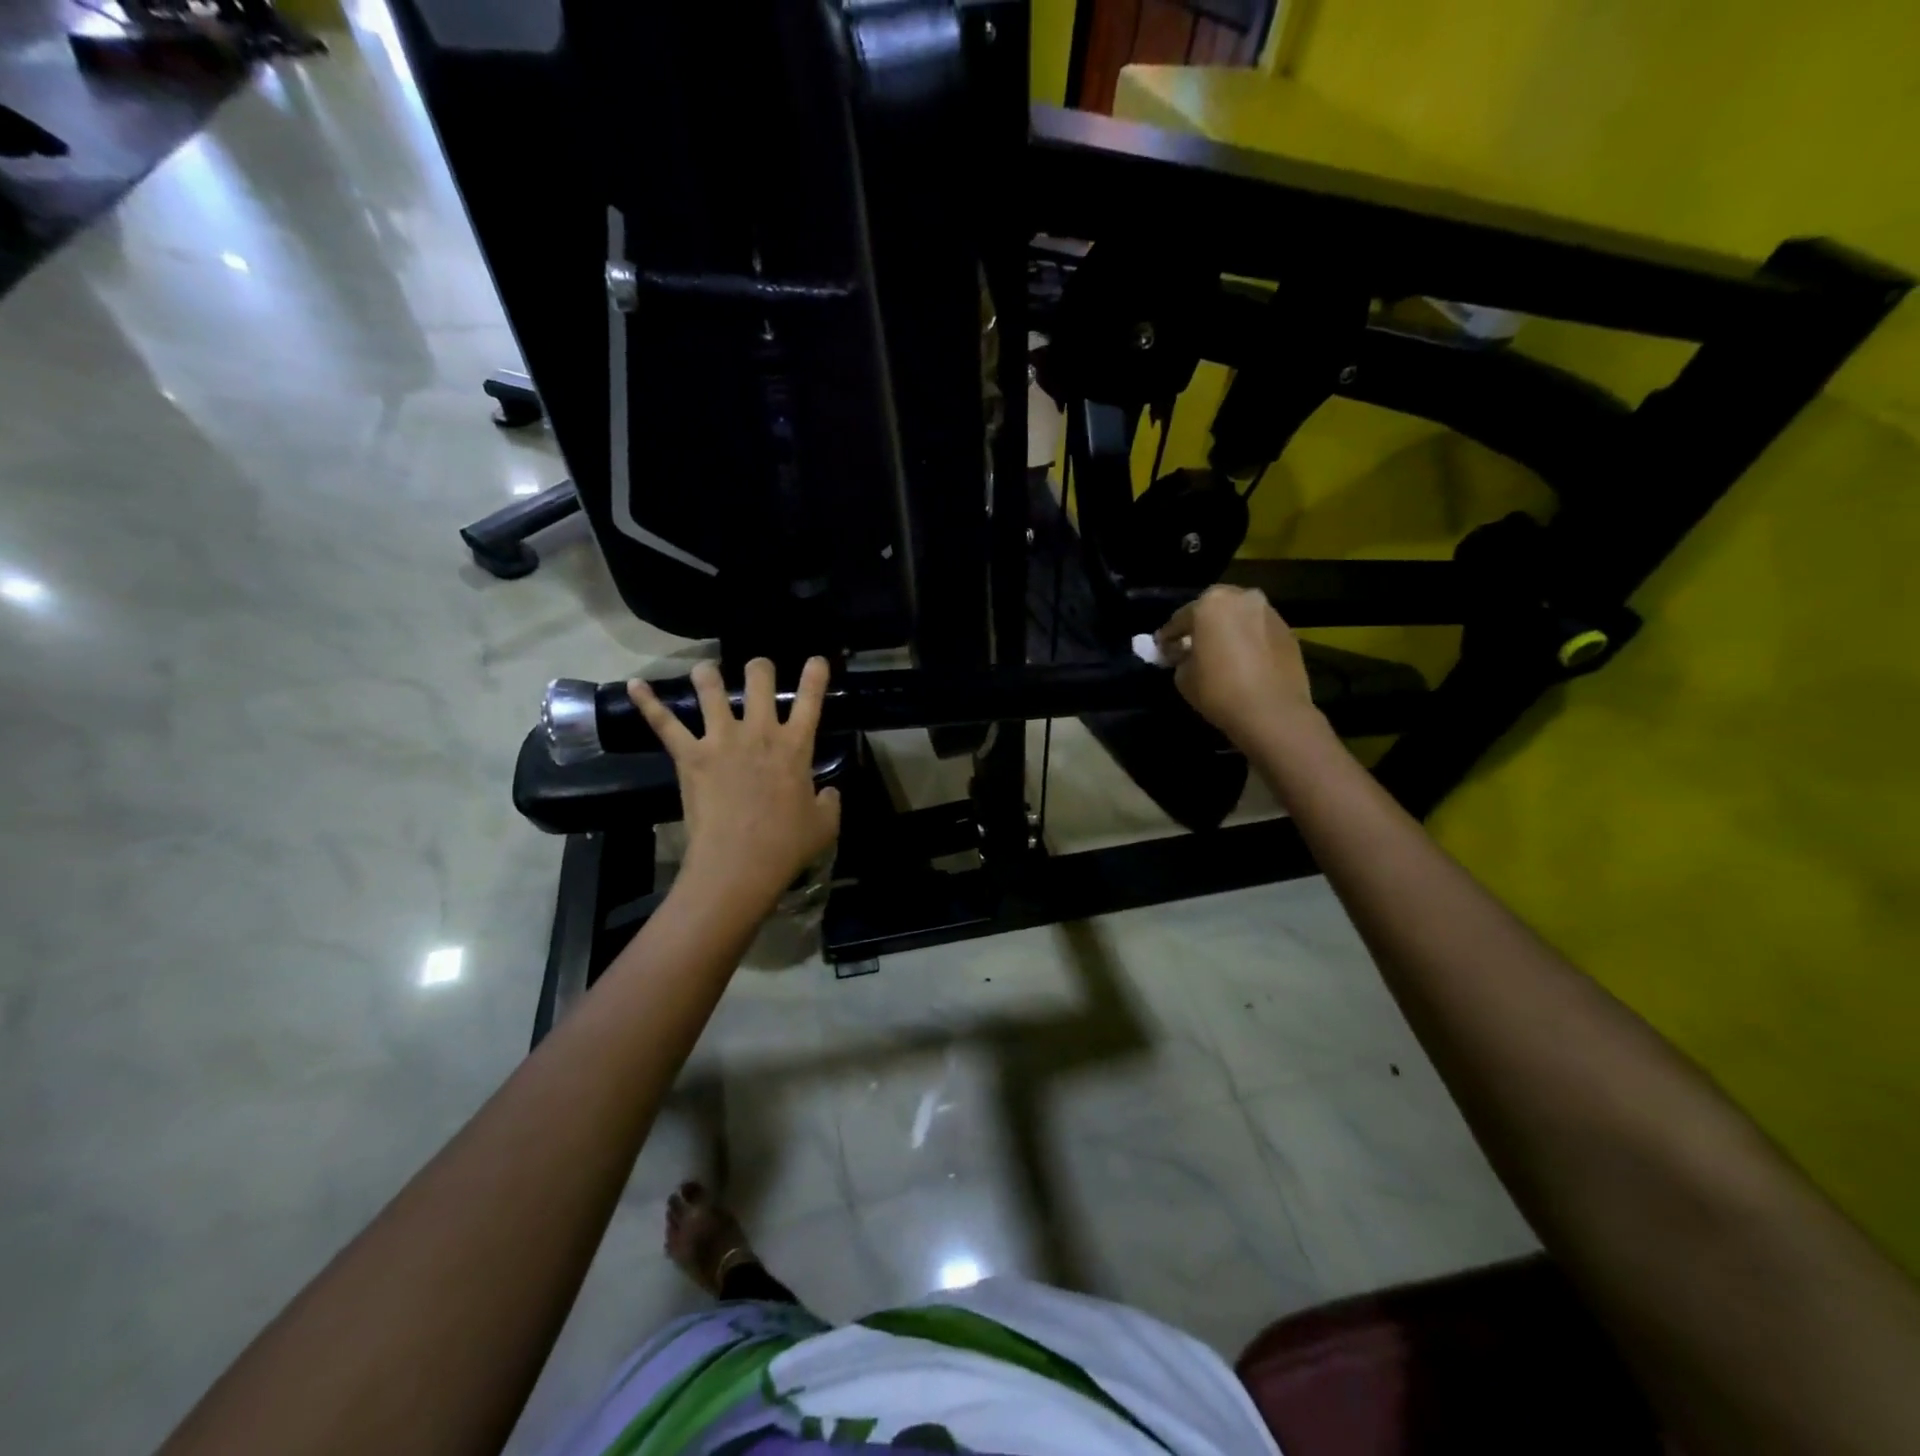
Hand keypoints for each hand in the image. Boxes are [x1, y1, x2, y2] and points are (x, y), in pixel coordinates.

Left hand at [629, 657, 841, 915]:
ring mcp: (722, 740)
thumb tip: (829, 792)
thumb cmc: (786, 845)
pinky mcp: (690, 756)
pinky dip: (647, 703)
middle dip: (760, 667)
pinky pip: (664, 723)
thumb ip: (830, 802)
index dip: (815, 676)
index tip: (816, 659)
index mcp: (795, 747)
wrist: (739, 864)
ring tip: (706, 669)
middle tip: (758, 668)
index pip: (810, 700)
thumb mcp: (825, 825)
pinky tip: (634, 685)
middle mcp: (759, 732)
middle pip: (759, 680)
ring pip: (711, 690)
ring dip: (708, 674)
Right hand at [1156, 586, 1322, 751]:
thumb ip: (1180, 657)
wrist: (1272, 712)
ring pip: (1239, 617)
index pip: (1180, 619)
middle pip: (1213, 608)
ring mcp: (1269, 612)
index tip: (1161, 649)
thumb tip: (1184, 653)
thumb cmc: (1219, 690)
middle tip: (1191, 646)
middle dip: (1201, 625)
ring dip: (1228, 630)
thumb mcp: (1183, 676)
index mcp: (1210, 604)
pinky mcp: (1288, 631)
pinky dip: (1248, 640)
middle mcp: (1242, 598)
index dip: (1168, 637)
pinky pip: (1258, 631)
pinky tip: (1243, 660)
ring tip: (1220, 652)